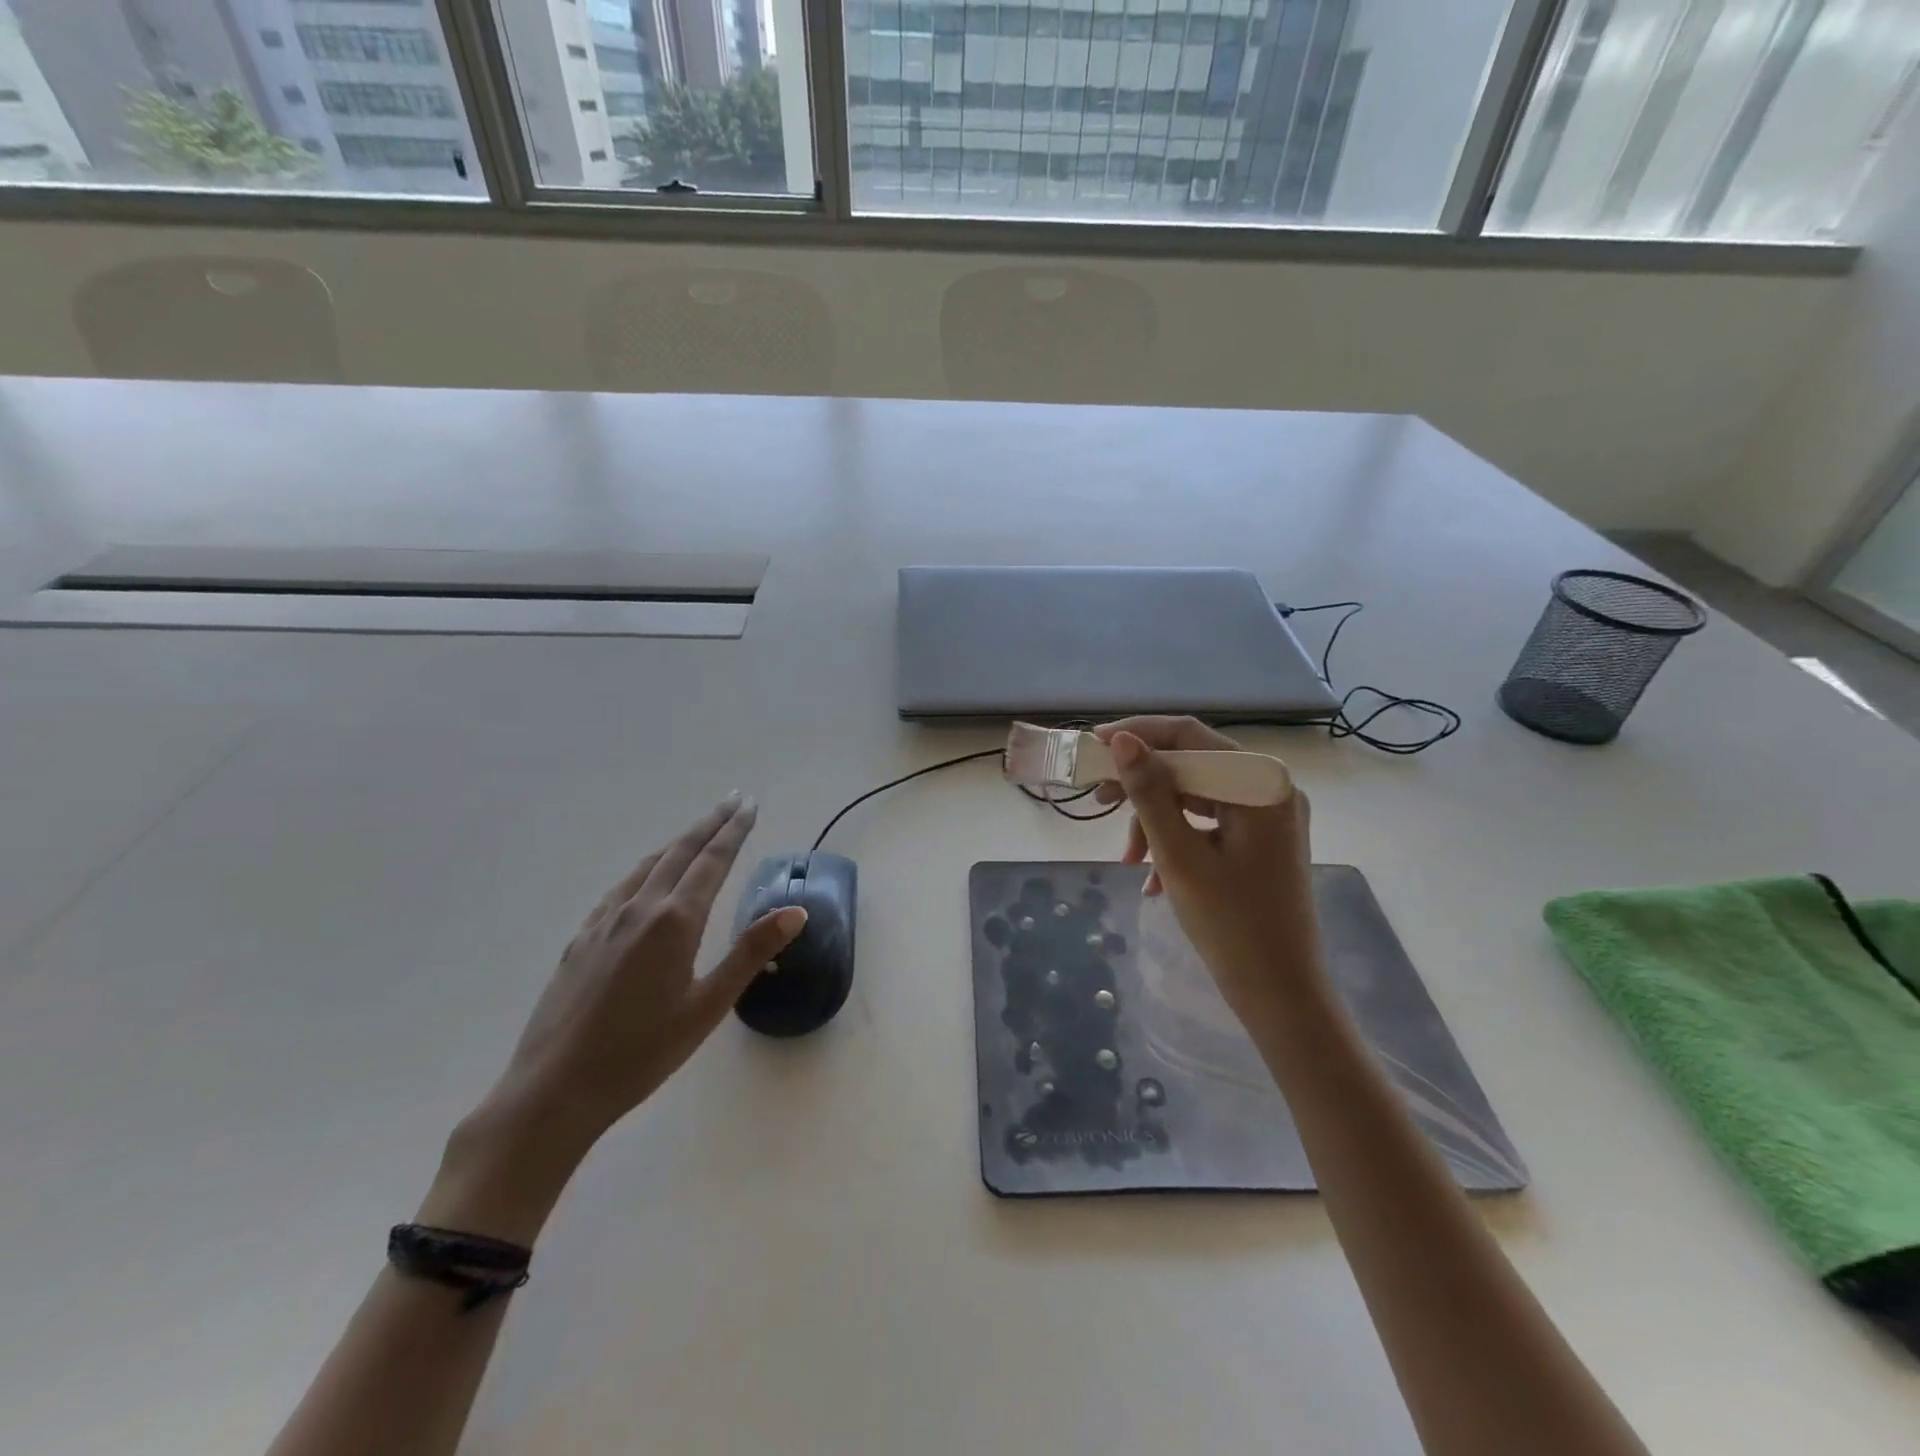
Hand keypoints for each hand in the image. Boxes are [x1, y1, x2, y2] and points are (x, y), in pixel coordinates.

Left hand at [424, 796, 805, 1242]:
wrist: (554, 1089)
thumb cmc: (642, 1053)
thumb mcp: (708, 1007)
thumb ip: (750, 953)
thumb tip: (795, 911)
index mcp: (675, 921)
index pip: (713, 862)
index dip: (734, 831)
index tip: (750, 805)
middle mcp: (639, 909)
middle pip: (681, 852)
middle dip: (710, 823)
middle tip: (734, 799)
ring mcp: (605, 921)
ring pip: (648, 865)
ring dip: (678, 841)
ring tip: (698, 829)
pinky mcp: (581, 939)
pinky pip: (620, 887)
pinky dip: (645, 868)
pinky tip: (644, 878)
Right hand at [1092, 717, 1321, 1020]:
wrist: (1281, 995)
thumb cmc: (1231, 925)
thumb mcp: (1179, 855)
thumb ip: (1149, 793)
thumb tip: (1123, 741)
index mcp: (1261, 784)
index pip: (1191, 735)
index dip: (1139, 734)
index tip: (1094, 745)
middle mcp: (1269, 789)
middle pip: (1192, 764)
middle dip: (1142, 783)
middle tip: (1097, 797)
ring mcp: (1266, 815)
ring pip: (1195, 795)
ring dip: (1155, 819)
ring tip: (1130, 858)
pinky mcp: (1259, 840)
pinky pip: (1207, 822)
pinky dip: (1176, 839)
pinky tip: (1152, 878)